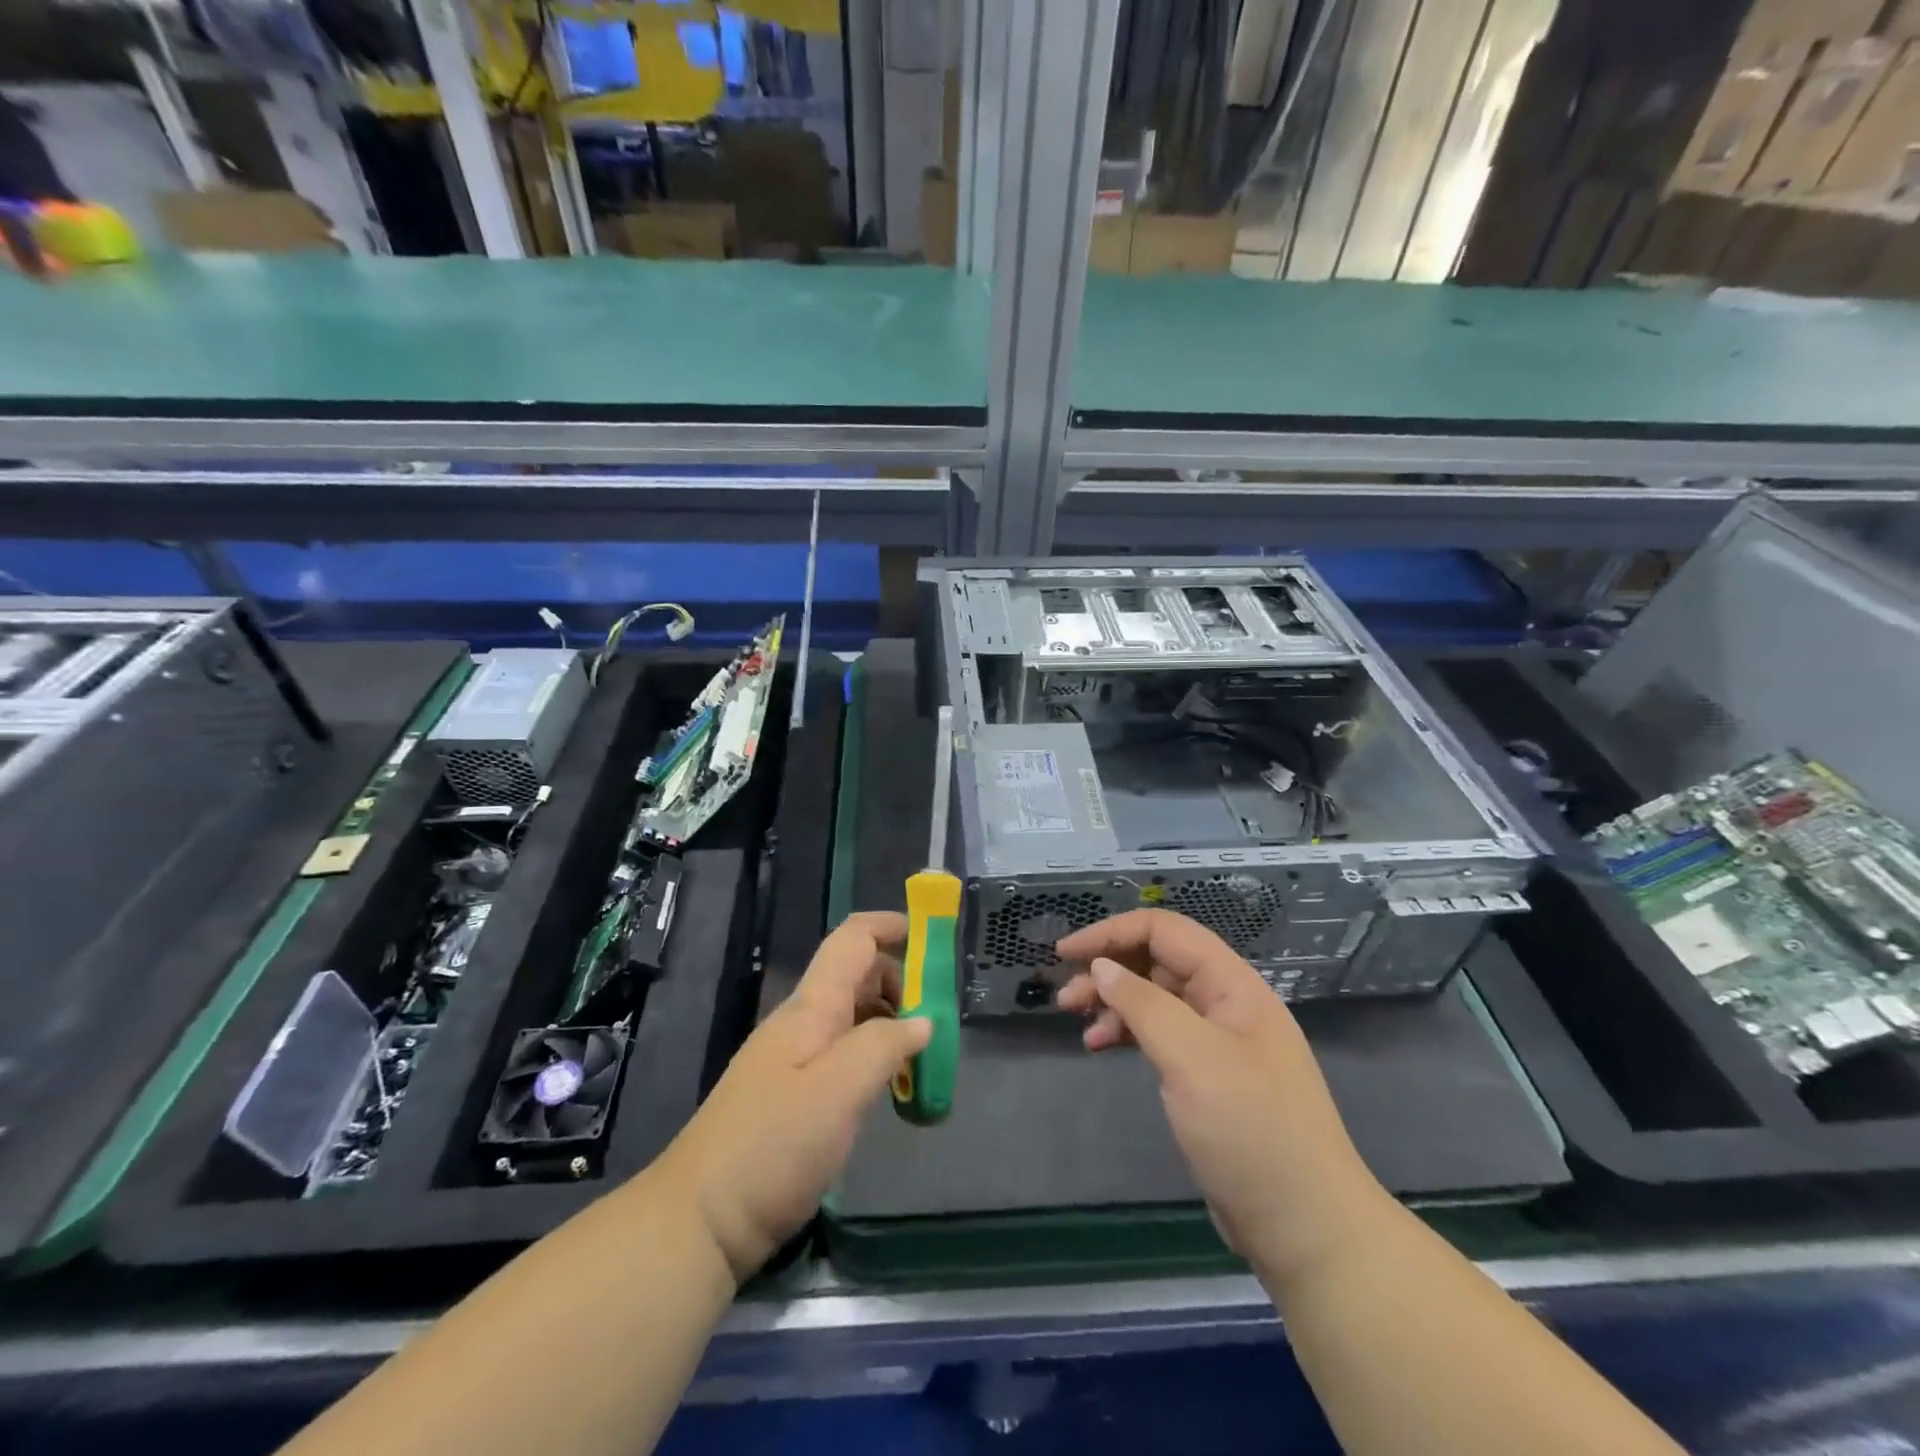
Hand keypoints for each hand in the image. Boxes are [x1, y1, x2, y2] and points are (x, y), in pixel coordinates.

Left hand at [653, 912, 930, 1283]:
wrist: (699, 1220)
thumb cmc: (772, 1146)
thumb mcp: (838, 1091)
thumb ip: (884, 1045)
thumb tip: (923, 1019)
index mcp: (812, 1007)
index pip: (853, 939)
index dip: (891, 926)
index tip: (934, 939)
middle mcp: (803, 1022)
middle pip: (858, 975)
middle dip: (903, 983)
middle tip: (940, 1021)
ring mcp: (795, 1059)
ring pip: (853, 1017)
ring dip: (892, 1024)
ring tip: (925, 1059)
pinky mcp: (793, 1095)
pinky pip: (844, 1055)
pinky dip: (875, 1057)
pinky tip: (891, 1089)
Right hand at [1055, 910, 1384, 1275]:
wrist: (1305, 1228)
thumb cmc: (1249, 1131)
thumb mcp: (1191, 1058)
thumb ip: (1143, 1004)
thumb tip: (1101, 967)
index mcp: (1232, 985)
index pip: (1164, 931)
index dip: (1112, 932)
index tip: (1066, 952)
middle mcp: (1226, 1004)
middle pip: (1157, 961)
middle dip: (1108, 969)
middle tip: (1066, 997)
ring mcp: (1218, 1042)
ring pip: (1155, 998)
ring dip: (1114, 1002)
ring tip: (1078, 1023)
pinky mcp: (1207, 1077)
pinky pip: (1160, 1035)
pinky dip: (1128, 1034)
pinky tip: (1101, 1047)